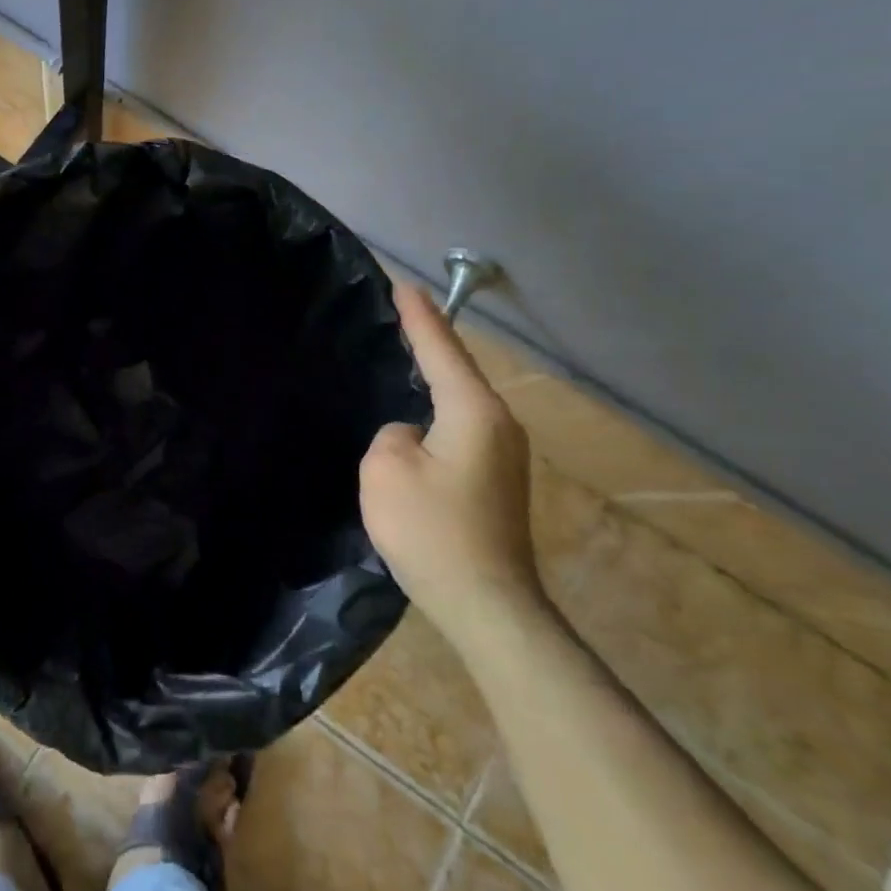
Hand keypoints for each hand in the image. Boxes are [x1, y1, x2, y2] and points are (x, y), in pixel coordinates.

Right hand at [359, 283, 541, 643]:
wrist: (488, 606)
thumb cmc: (432, 530)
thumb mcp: (386, 470)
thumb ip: (392, 433)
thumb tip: (412, 435)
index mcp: (474, 412)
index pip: (442, 349)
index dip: (420, 316)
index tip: (404, 284)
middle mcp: (499, 424)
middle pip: (458, 370)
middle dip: (431, 340)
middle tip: (402, 313)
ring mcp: (504, 454)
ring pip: (461, 401)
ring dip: (436, 377)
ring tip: (408, 355)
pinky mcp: (498, 480)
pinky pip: (462, 427)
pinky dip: (439, 409)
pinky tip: (421, 415)